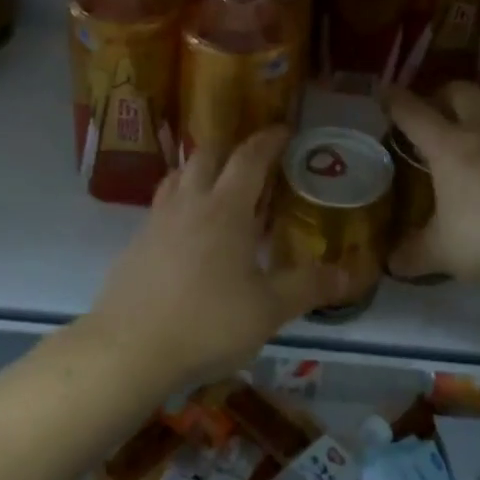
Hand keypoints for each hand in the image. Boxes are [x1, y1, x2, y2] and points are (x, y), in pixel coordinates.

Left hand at [87, 129, 353, 392]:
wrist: (128, 348)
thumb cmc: (207, 322)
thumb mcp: (269, 310)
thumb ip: (309, 287)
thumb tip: (351, 275)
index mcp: (225, 208)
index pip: (249, 158)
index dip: (269, 140)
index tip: (284, 131)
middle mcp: (190, 203)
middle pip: (207, 155)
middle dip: (231, 148)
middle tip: (251, 159)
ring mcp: (157, 221)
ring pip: (178, 176)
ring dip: (200, 170)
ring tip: (217, 186)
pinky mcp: (135, 243)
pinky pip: (161, 205)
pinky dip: (180, 202)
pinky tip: (187, 232)